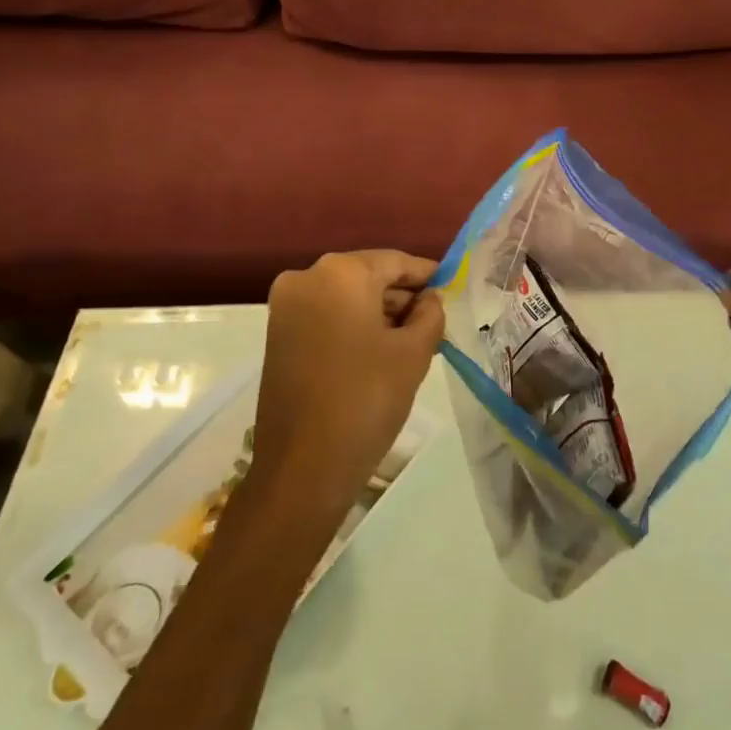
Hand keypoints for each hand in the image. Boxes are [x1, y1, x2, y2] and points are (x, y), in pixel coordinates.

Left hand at [251, 251, 445, 522]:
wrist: (302, 468)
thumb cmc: (366, 399)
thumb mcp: (413, 353)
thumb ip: (430, 314)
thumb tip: (429, 299)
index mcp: (340, 273)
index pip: (395, 261)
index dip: (427, 275)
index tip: (452, 287)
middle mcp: (306, 278)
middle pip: (368, 277)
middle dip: (402, 296)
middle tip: (436, 320)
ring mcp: (286, 307)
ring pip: (346, 297)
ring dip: (379, 313)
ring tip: (414, 339)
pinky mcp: (277, 335)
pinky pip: (326, 316)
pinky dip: (354, 326)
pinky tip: (380, 351)